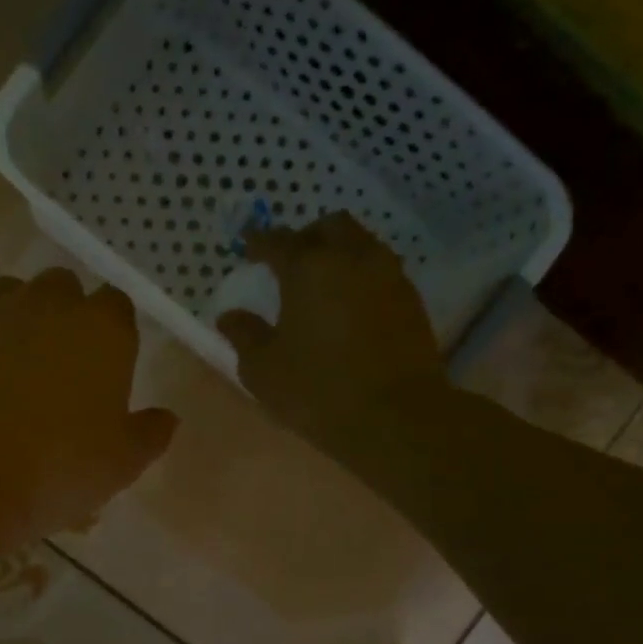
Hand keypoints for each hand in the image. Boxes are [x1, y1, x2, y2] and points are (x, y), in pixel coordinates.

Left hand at [0, 269, 177, 542]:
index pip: (116, 306)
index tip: (104, 368)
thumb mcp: (120, 464)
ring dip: (13, 321)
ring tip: (5, 371)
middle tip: (56, 367)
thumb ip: (149, 434)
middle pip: (61, 289)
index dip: (111, 334)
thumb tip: (165, 417)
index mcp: (100, 328)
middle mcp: (44, 303)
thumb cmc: (55, 469)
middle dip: (62, 316)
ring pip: (6, 297)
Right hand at [216, 212, 446, 457]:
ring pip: (361, 245)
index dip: (258, 242)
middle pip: (329, 227)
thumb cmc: (318, 390)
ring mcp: (388, 276)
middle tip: (289, 262)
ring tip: (321, 285)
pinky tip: (349, 306)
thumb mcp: (263, 370)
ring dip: (338, 254)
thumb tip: (230, 316)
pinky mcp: (412, 300)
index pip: (277, 241)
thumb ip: (244, 335)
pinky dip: (360, 277)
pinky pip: (381, 271)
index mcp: (308, 268)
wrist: (397, 417)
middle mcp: (352, 258)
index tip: (247, 247)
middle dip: (306, 237)